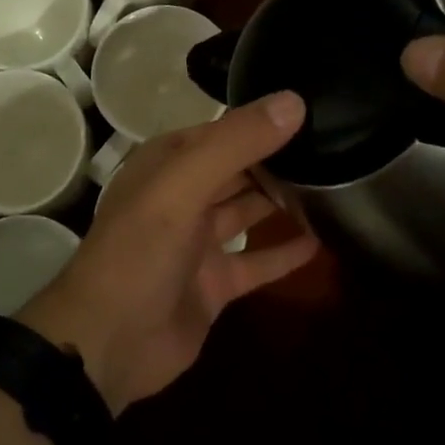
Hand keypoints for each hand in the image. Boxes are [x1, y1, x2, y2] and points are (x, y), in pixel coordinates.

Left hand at [16, 92, 320, 414]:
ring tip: (335, 187)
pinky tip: (321, 242)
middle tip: (336, 148)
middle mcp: (182, 196)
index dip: (263, 122)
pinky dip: (283, 253)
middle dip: (277, 161)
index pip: (223, 131)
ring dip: (282, 203)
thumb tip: (293, 102)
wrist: (108, 343)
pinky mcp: (213, 284)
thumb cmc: (139, 251)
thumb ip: (235, 144)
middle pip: (238, 170)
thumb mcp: (182, 186)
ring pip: (247, 212)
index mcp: (167, 164)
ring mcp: (197, 243)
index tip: (315, 113)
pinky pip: (255, 262)